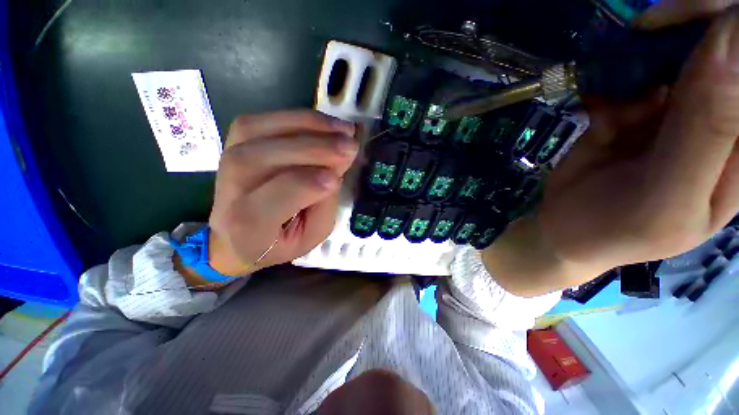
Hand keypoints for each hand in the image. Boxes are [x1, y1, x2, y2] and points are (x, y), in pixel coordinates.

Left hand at [185, 111, 356, 282]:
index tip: (338, 178)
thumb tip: (335, 169)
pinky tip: (324, 124)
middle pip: (267, 157)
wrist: (237, 236)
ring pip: (263, 130)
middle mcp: (231, 188)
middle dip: (315, 149)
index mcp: (249, 224)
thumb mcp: (312, 235)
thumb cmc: (280, 241)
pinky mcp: (235, 142)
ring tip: (343, 130)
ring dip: (309, 126)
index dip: (308, 184)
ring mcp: (228, 159)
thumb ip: (324, 204)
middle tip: (350, 146)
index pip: (276, 197)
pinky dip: (297, 118)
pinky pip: (264, 119)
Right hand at [483, 5, 738, 296]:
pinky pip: (632, 74)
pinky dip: (611, 78)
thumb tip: (729, 39)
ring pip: (676, 52)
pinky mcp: (637, 109)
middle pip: (722, 49)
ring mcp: (677, 111)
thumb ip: (707, 130)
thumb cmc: (617, 228)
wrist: (565, 229)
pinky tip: (596, 107)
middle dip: (687, 27)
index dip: (734, 32)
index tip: (693, 21)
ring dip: (642, 55)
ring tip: (613, 90)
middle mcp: (718, 122)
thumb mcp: (668, 195)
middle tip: (645, 33)